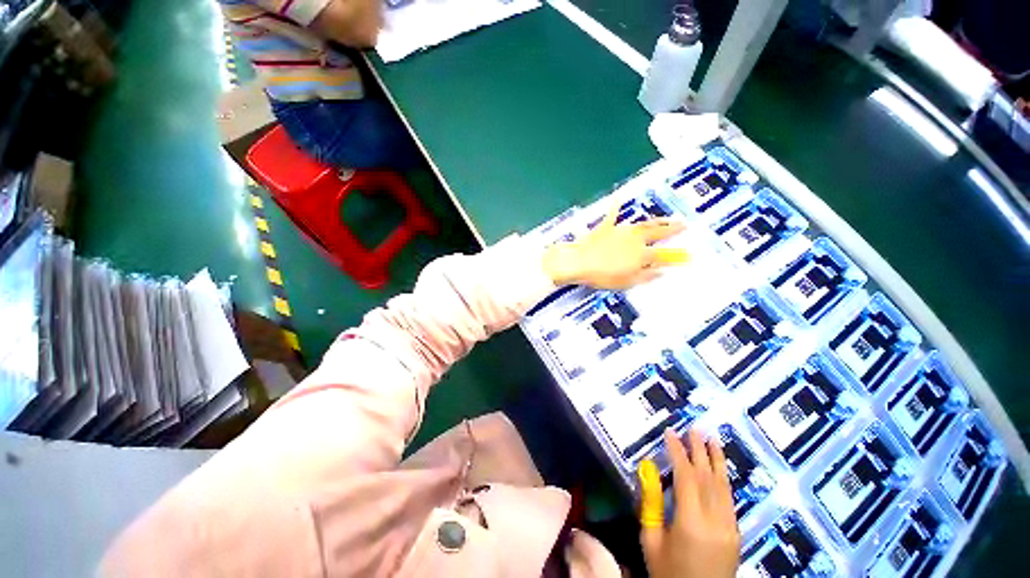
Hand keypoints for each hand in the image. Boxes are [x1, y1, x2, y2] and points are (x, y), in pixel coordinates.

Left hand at [542, 205, 686, 289]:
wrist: (579, 262)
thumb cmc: (601, 276)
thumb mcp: (626, 281)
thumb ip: (645, 276)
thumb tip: (661, 273)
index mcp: (640, 254)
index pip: (661, 255)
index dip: (674, 256)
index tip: (686, 255)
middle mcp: (634, 239)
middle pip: (657, 232)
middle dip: (671, 228)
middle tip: (683, 224)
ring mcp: (620, 231)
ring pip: (642, 224)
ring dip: (655, 220)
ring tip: (666, 217)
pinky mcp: (605, 227)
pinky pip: (612, 215)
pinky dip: (615, 206)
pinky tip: (618, 197)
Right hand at [638, 428, 740, 577]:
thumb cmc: (668, 573)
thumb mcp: (650, 540)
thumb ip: (650, 505)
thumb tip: (649, 472)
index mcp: (691, 523)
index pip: (686, 477)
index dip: (678, 452)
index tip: (670, 433)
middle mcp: (715, 521)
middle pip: (708, 477)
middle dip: (700, 450)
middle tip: (694, 428)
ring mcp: (729, 528)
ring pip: (723, 486)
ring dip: (717, 460)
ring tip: (712, 439)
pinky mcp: (736, 534)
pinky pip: (728, 500)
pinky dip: (723, 480)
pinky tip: (719, 469)